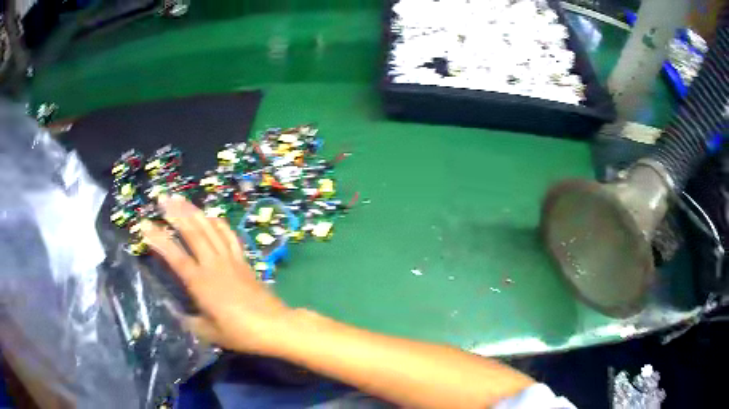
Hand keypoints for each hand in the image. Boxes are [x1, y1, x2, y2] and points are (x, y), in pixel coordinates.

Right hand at [140, 194, 292, 354]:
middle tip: (162, 198)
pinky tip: (212, 215)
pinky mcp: (243, 260)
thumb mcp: (208, 332)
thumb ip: (188, 320)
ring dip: (194, 211)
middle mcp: (213, 265)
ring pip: (209, 229)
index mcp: (200, 283)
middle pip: (192, 232)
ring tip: (181, 199)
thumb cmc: (240, 333)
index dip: (158, 239)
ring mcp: (230, 259)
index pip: (174, 256)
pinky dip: (219, 223)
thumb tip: (174, 310)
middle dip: (175, 213)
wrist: (274, 326)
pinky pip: (230, 236)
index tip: (144, 224)